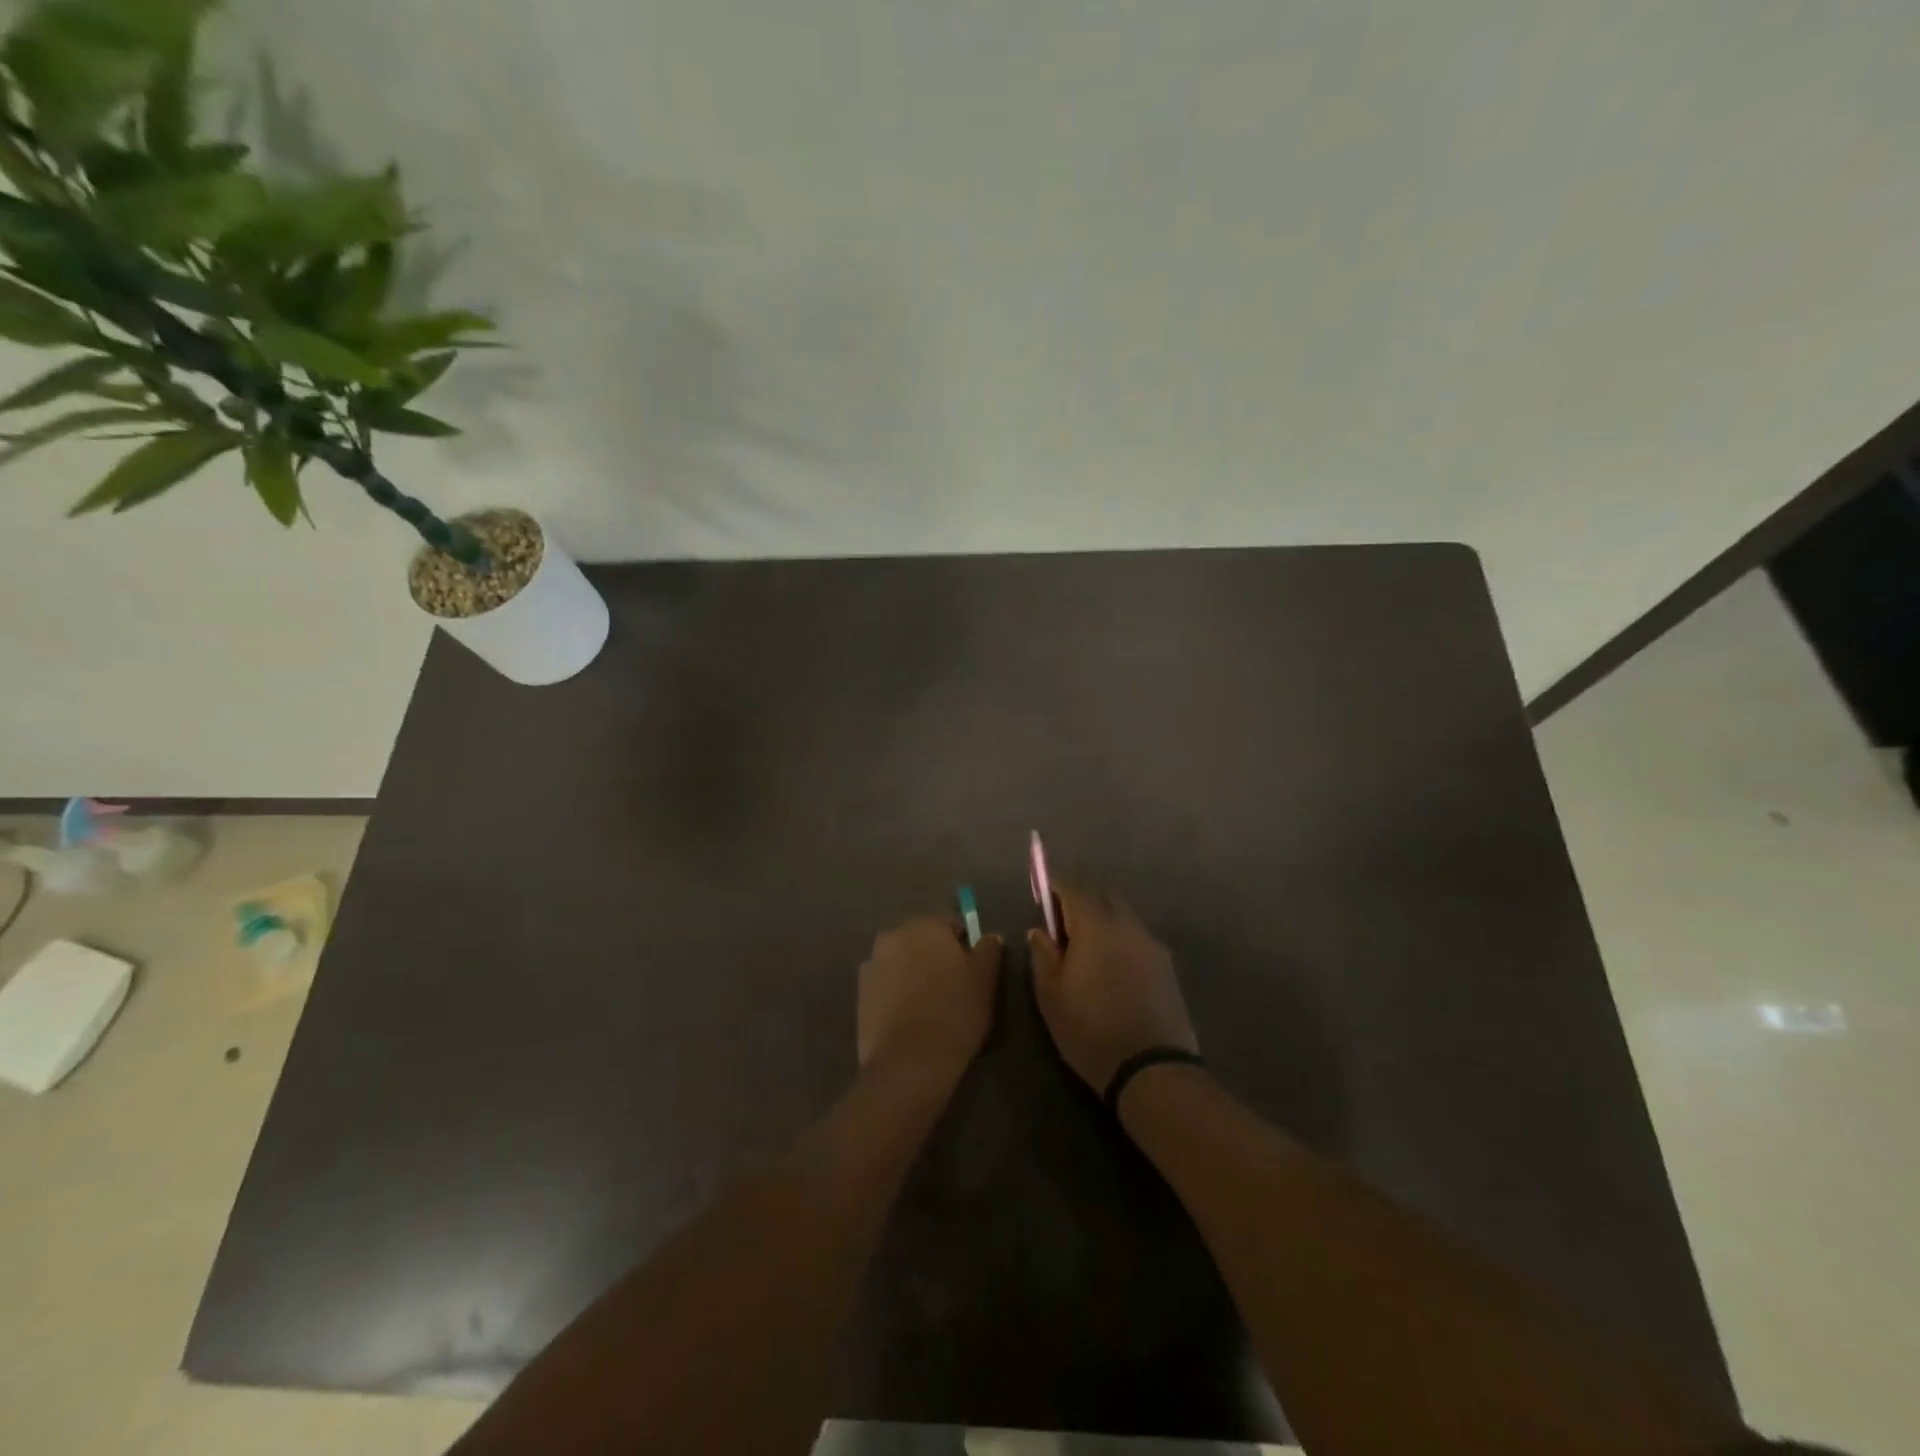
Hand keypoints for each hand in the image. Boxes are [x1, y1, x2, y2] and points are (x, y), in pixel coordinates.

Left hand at [857, 916, 1003, 1076]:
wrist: (908, 1062)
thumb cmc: (954, 1013)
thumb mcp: (985, 981)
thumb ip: (988, 951)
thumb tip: (989, 937)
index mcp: (926, 925)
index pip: (949, 922)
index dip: (962, 943)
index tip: (970, 968)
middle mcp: (894, 935)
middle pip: (920, 938)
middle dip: (934, 953)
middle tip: (950, 984)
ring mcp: (872, 962)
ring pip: (901, 959)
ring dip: (912, 970)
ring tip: (927, 1002)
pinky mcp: (860, 991)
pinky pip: (885, 981)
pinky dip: (895, 990)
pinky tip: (907, 1014)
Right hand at [1028, 885, 1197, 1094]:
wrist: (1151, 1068)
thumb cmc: (1090, 1029)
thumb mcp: (1051, 995)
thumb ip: (1043, 955)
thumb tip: (1040, 931)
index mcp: (1095, 925)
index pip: (1073, 886)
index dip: (1054, 888)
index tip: (1042, 901)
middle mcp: (1126, 924)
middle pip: (1102, 893)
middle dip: (1081, 899)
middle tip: (1063, 926)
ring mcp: (1150, 942)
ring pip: (1123, 913)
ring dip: (1103, 919)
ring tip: (1088, 950)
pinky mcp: (1166, 964)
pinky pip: (1137, 936)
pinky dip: (1121, 939)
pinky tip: (1113, 968)